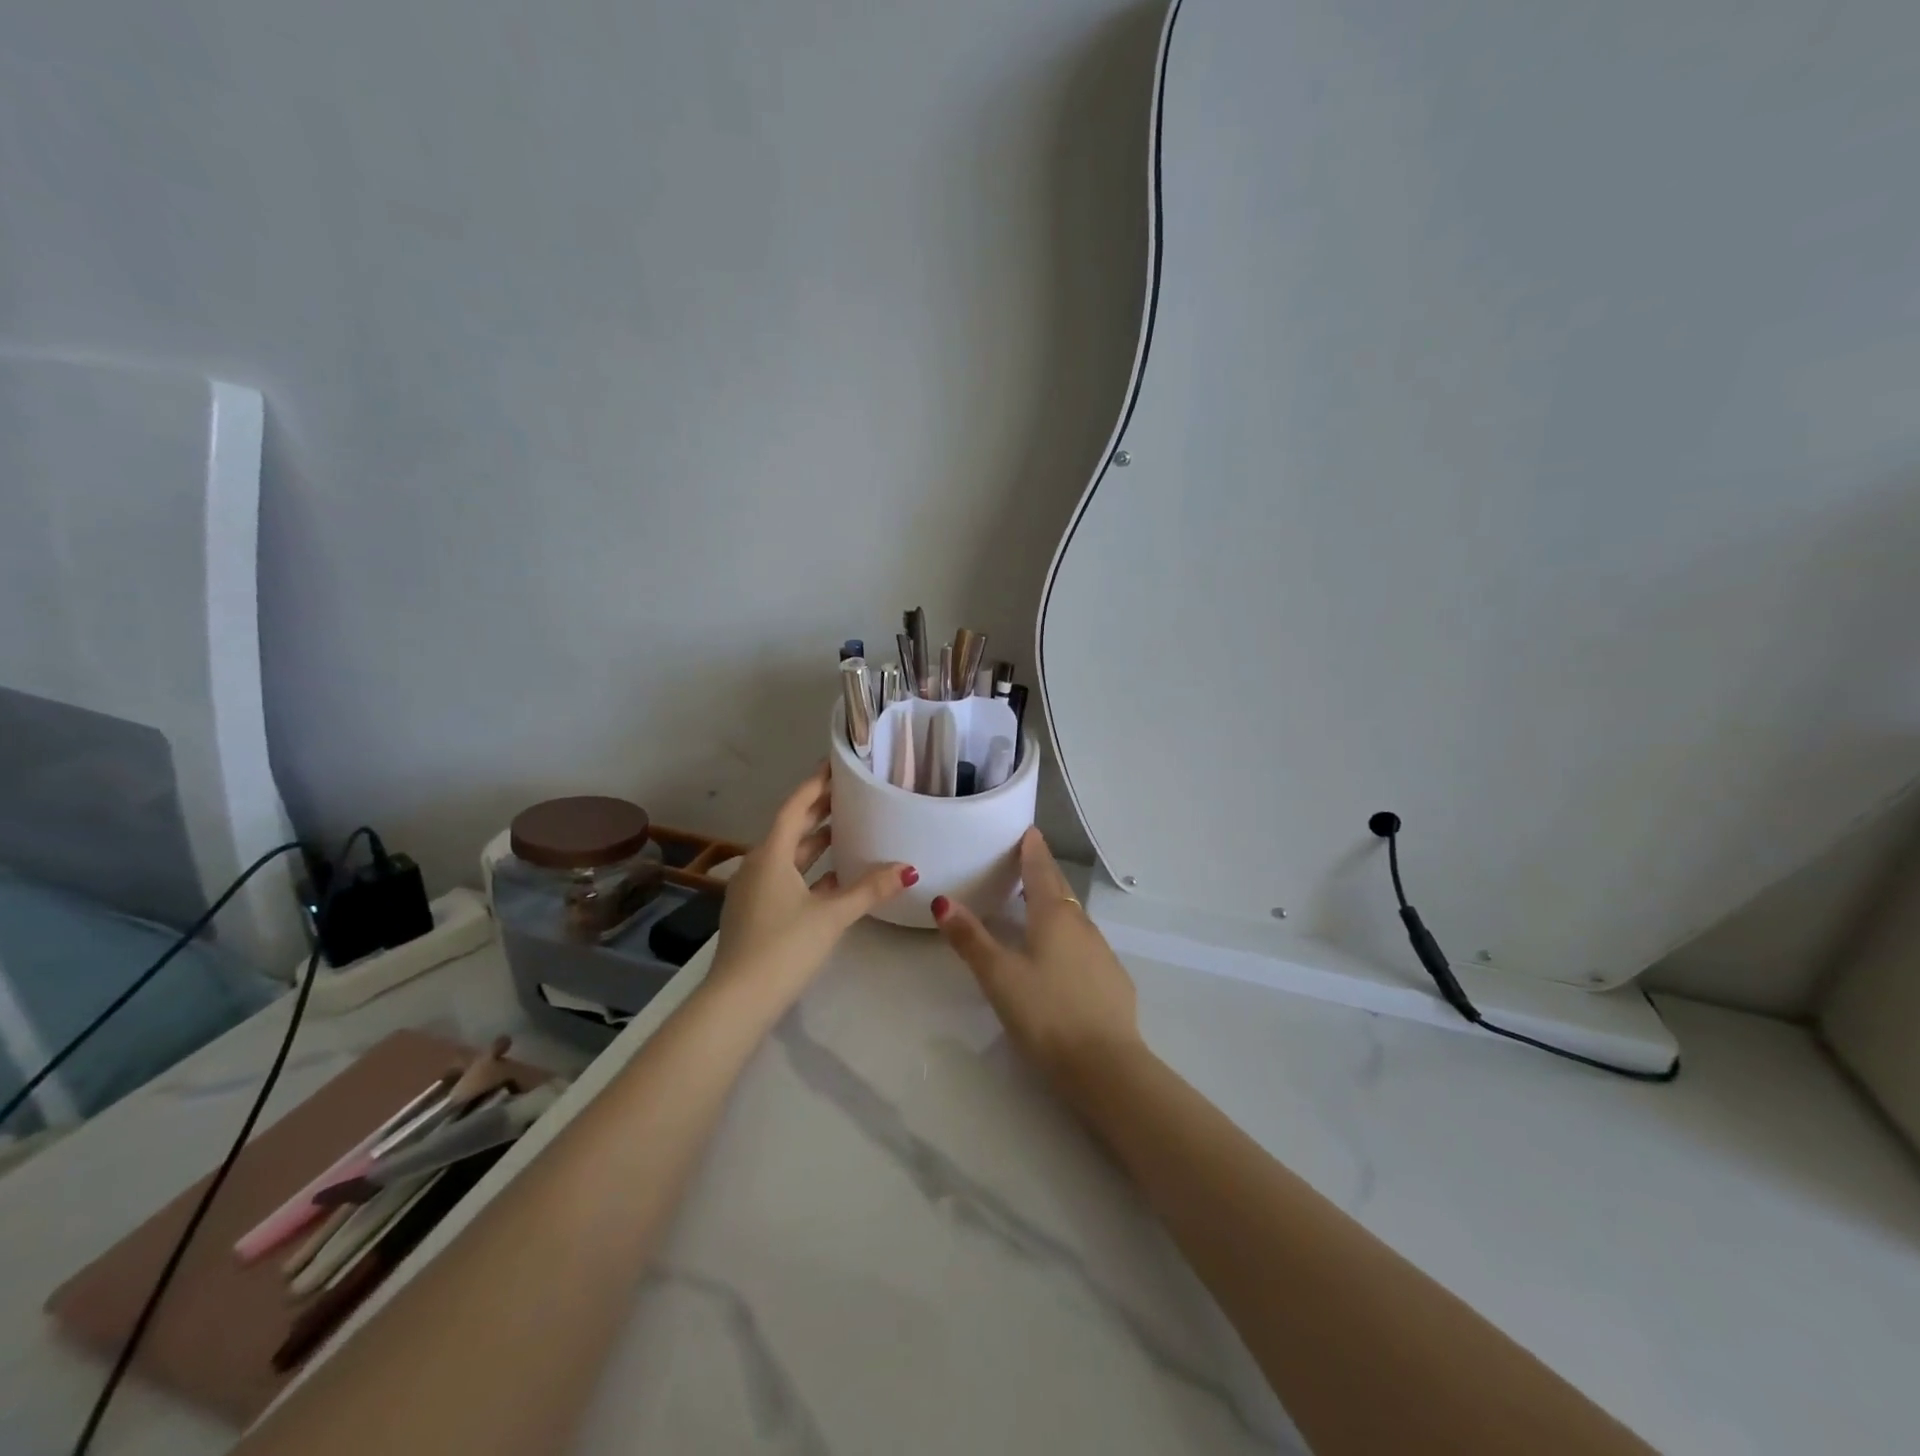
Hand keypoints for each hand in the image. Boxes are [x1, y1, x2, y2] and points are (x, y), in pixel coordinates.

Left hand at [708, 765, 915, 1007]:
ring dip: (816, 842)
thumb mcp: (831, 916)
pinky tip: (835, 878)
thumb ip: (869, 889)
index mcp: (770, 855)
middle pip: (791, 829)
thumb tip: (908, 868)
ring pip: (790, 856)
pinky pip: (787, 879)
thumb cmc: (782, 948)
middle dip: (819, 811)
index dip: (815, 785)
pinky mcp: (757, 914)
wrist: (737, 1002)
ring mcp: (754, 891)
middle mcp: (758, 865)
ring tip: (849, 829)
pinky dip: (811, 872)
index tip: (835, 766)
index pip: (794, 807)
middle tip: (850, 793)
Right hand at [932, 827, 1143, 1087]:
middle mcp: (1082, 925)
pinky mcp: (1113, 979)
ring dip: (1056, 905)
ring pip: (1074, 917)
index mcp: (1054, 916)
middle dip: (1043, 873)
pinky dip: (1069, 936)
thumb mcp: (999, 976)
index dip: (1033, 850)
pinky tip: (1061, 956)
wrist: (1106, 1066)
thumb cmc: (1046, 1013)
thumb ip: (971, 938)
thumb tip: (942, 900)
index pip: (1041, 870)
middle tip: (1025, 862)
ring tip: (1035, 906)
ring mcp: (1102, 952)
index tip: (1028, 832)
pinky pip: (1086, 944)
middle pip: (1060, 889)